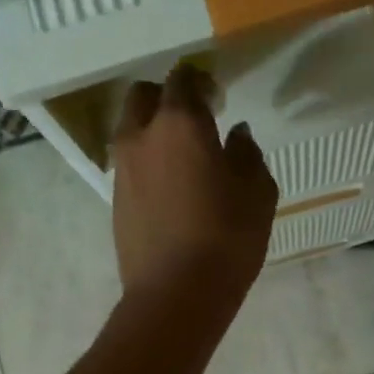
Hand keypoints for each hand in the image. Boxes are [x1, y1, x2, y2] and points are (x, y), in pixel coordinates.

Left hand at [112, 64, 277, 310]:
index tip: (217, 96)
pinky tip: (171, 187)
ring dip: (153, 130)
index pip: (182, 80)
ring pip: (131, 130)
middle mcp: (142, 136)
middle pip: (143, 96)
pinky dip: (147, 162)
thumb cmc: (227, 237)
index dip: (200, 81)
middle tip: (195, 118)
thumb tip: (235, 135)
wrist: (176, 293)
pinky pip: (130, 164)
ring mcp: (123, 168)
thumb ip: (247, 154)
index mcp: (180, 124)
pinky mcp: (115, 199)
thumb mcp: (257, 192)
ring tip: (183, 155)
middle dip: (166, 97)